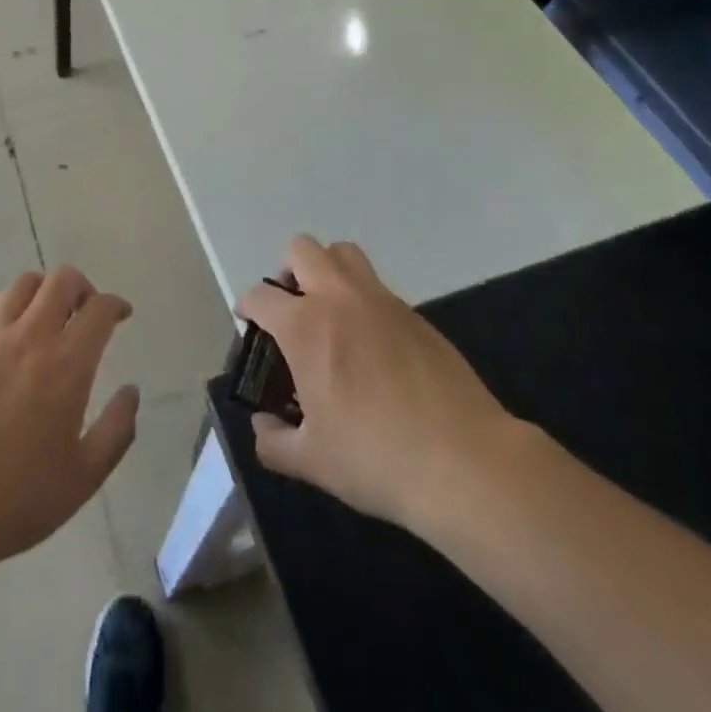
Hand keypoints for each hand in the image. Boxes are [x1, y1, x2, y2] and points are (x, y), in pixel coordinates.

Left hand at [0, 267, 139, 566]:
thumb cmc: (17, 499)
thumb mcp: (84, 476)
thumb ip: (117, 429)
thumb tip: (131, 391)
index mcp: (68, 365)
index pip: (100, 309)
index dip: (116, 305)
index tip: (120, 316)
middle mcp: (31, 337)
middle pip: (62, 280)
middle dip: (82, 287)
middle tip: (83, 312)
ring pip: (23, 284)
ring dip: (43, 292)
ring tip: (44, 317)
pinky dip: (3, 304)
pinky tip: (4, 327)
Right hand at [236, 237, 525, 534]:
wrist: (463, 460)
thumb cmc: (376, 458)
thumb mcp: (312, 461)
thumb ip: (273, 442)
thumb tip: (263, 427)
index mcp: (306, 327)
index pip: (261, 296)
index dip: (248, 307)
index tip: (249, 325)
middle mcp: (340, 299)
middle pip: (303, 250)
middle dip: (287, 270)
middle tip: (290, 309)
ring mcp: (382, 301)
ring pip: (345, 254)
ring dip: (327, 270)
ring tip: (328, 314)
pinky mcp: (415, 314)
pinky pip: (377, 287)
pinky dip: (362, 300)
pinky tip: (370, 345)